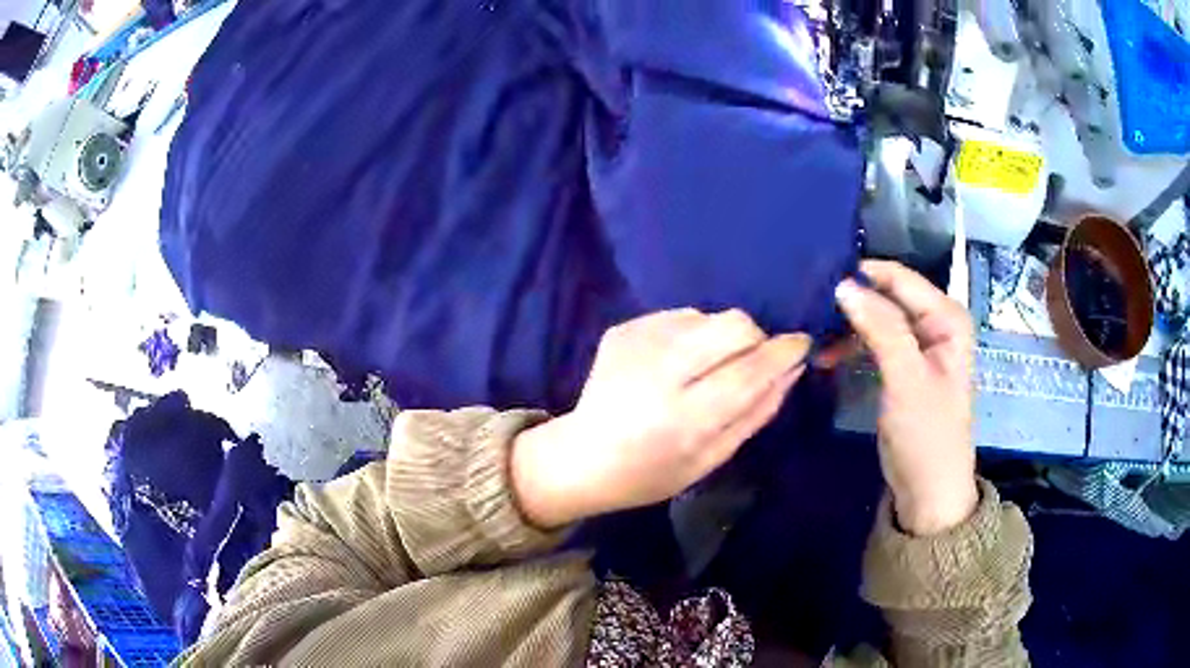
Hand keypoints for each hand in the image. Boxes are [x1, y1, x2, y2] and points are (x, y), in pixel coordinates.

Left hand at [512, 309, 811, 528]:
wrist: (582, 456)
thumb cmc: (652, 472)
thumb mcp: (711, 459)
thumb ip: (756, 414)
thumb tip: (792, 370)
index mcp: (684, 419)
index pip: (749, 372)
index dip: (782, 353)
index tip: (802, 344)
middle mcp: (660, 373)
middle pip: (732, 326)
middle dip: (755, 338)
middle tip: (750, 362)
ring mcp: (637, 344)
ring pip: (708, 315)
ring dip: (722, 337)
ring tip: (704, 368)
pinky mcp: (623, 329)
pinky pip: (679, 316)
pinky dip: (692, 335)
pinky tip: (675, 364)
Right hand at [835, 260, 978, 535]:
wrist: (928, 491)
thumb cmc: (926, 434)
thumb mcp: (906, 379)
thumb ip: (881, 328)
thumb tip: (843, 284)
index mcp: (947, 317)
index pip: (900, 279)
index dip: (862, 275)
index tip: (818, 279)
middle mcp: (935, 323)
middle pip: (888, 296)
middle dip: (852, 300)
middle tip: (808, 306)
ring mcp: (919, 345)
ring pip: (878, 318)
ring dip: (847, 325)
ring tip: (812, 334)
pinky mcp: (903, 367)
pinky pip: (875, 342)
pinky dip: (852, 345)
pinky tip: (826, 354)